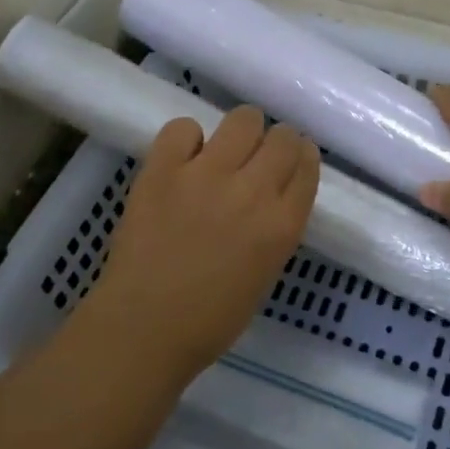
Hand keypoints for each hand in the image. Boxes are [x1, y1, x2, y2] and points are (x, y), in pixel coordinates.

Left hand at [78, 106, 320, 384]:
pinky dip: (187, 139)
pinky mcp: (163, 168)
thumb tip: (272, 192)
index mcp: (282, 224)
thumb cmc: (210, 318)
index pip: (307, 163)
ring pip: (243, 119)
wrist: (142, 329)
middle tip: (257, 157)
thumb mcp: (266, 272)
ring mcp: (206, 175)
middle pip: (283, 136)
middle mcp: (252, 191)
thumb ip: (276, 226)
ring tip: (223, 150)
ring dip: (240, 132)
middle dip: (276, 141)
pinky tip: (183, 160)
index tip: (289, 160)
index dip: (300, 156)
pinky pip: (184, 127)